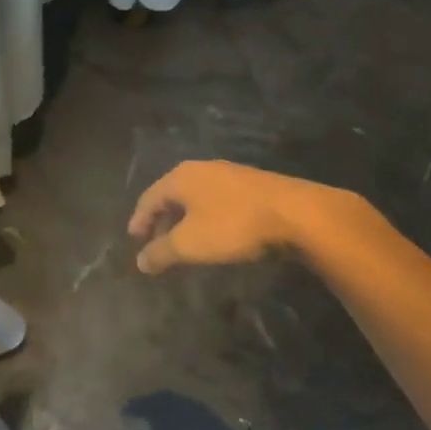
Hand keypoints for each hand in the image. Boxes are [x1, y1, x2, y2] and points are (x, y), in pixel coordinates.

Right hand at [128, 161, 375, 273]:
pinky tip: (216, 231)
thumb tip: (139, 261)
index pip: (149, 197)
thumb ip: (161, 252)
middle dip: (162, 217)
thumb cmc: (233, 226)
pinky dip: (207, 215)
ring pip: (197, 195)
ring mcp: (229, 173)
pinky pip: (217, 199)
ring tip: (185, 239)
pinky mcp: (252, 184)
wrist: (296, 213)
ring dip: (186, 217)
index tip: (134, 239)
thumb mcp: (190, 244)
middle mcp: (201, 168)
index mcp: (180, 177)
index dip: (139, 219)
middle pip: (172, 193)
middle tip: (157, 241)